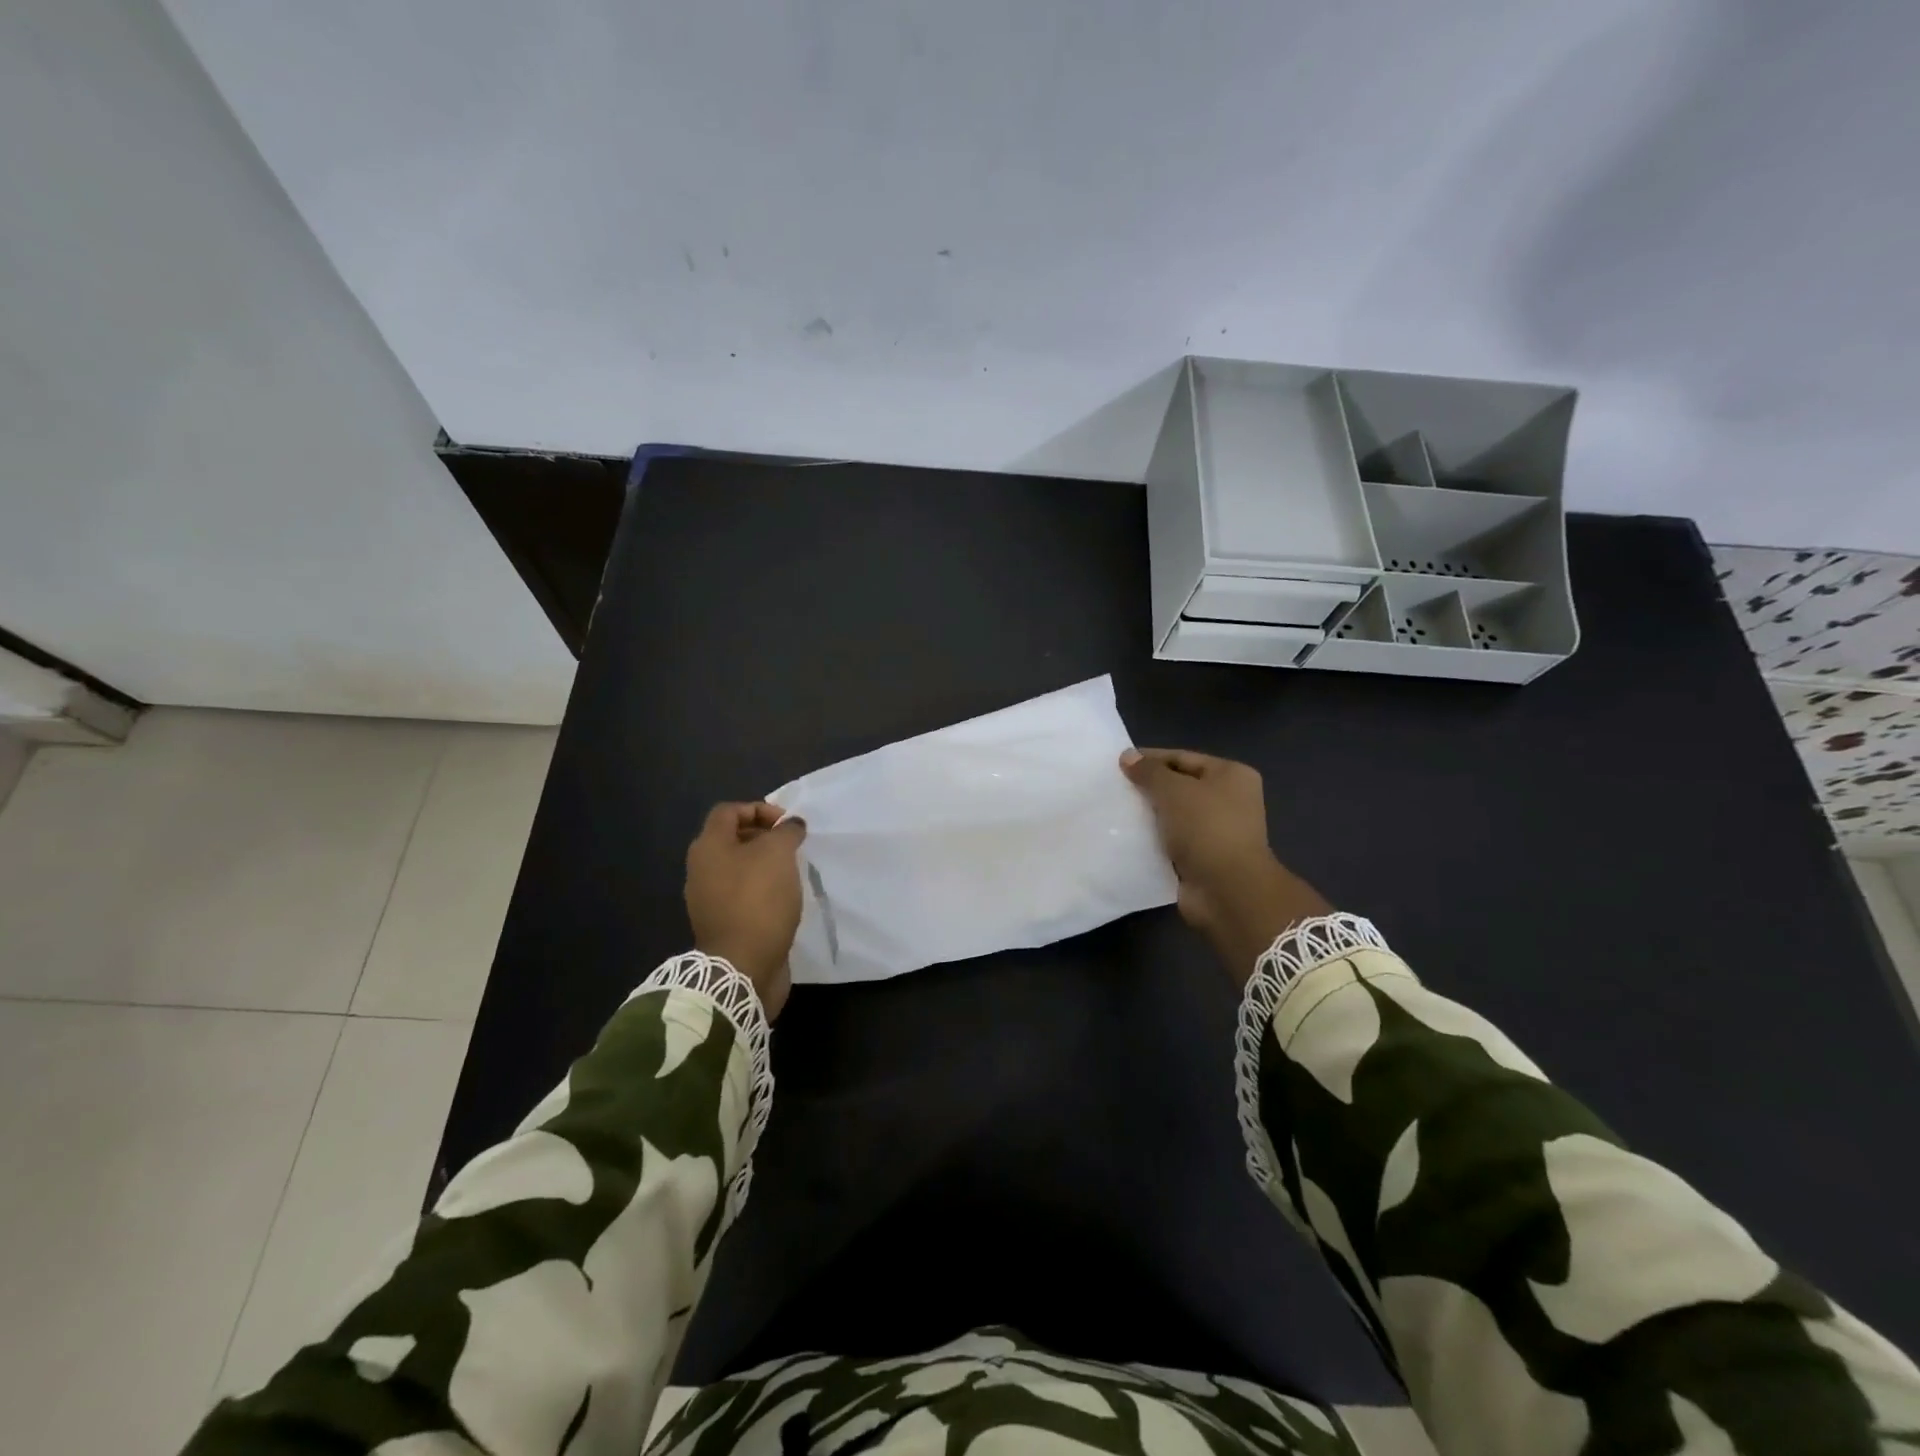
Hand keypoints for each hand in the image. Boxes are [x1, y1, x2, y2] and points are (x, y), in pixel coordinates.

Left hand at [685, 802, 806, 1018]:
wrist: (743, 966)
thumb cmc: (758, 900)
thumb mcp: (778, 853)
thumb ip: (786, 832)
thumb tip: (791, 825)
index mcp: (708, 847)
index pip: (729, 811)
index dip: (759, 809)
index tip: (787, 824)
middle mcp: (701, 869)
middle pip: (732, 839)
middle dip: (764, 837)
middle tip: (792, 846)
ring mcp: (708, 899)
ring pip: (738, 868)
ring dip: (765, 865)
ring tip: (791, 872)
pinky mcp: (722, 923)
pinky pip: (742, 894)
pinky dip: (762, 890)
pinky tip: (783, 898)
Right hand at [1120, 748, 1330, 984]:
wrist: (1227, 890)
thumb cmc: (1206, 828)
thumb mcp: (1173, 791)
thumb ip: (1149, 772)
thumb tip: (1127, 756)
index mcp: (1231, 775)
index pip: (1183, 758)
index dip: (1150, 759)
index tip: (1117, 763)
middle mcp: (1228, 800)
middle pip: (1179, 786)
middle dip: (1148, 788)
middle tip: (1114, 787)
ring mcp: (1216, 831)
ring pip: (1173, 815)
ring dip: (1148, 815)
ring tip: (1115, 811)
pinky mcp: (1203, 858)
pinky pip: (1171, 841)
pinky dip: (1152, 839)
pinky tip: (1125, 837)